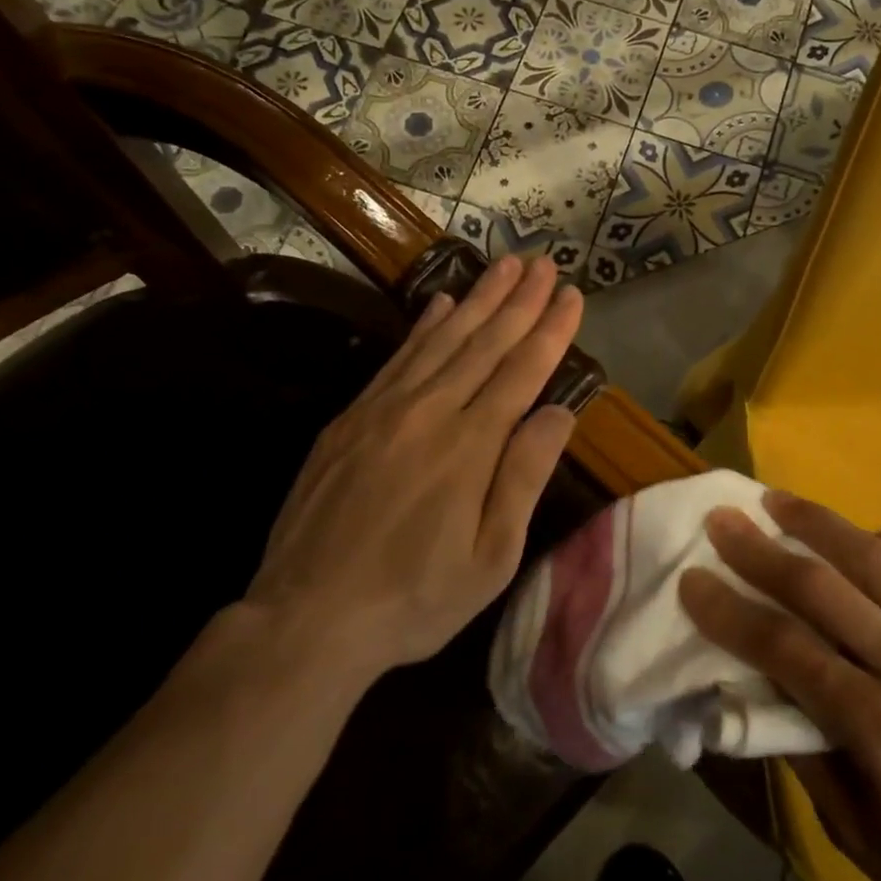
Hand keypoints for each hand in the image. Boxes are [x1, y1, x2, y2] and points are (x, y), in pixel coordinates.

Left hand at [244, 254, 582, 687]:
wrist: (307, 618)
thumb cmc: (414, 598)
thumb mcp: (490, 557)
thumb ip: (524, 477)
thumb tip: (559, 411)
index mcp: (470, 446)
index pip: (522, 370)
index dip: (551, 329)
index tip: (572, 295)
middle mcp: (430, 412)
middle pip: (485, 342)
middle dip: (520, 299)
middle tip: (544, 262)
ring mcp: (385, 409)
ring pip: (442, 339)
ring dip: (479, 299)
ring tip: (506, 265)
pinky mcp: (351, 418)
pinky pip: (397, 357)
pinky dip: (424, 325)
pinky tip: (441, 302)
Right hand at [680, 493, 880, 880]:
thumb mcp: (854, 831)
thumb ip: (801, 741)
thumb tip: (754, 675)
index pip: (784, 646)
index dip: (729, 610)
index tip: (692, 578)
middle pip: (823, 587)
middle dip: (761, 548)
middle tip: (723, 518)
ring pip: (877, 558)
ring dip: (819, 522)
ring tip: (778, 500)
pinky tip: (858, 534)